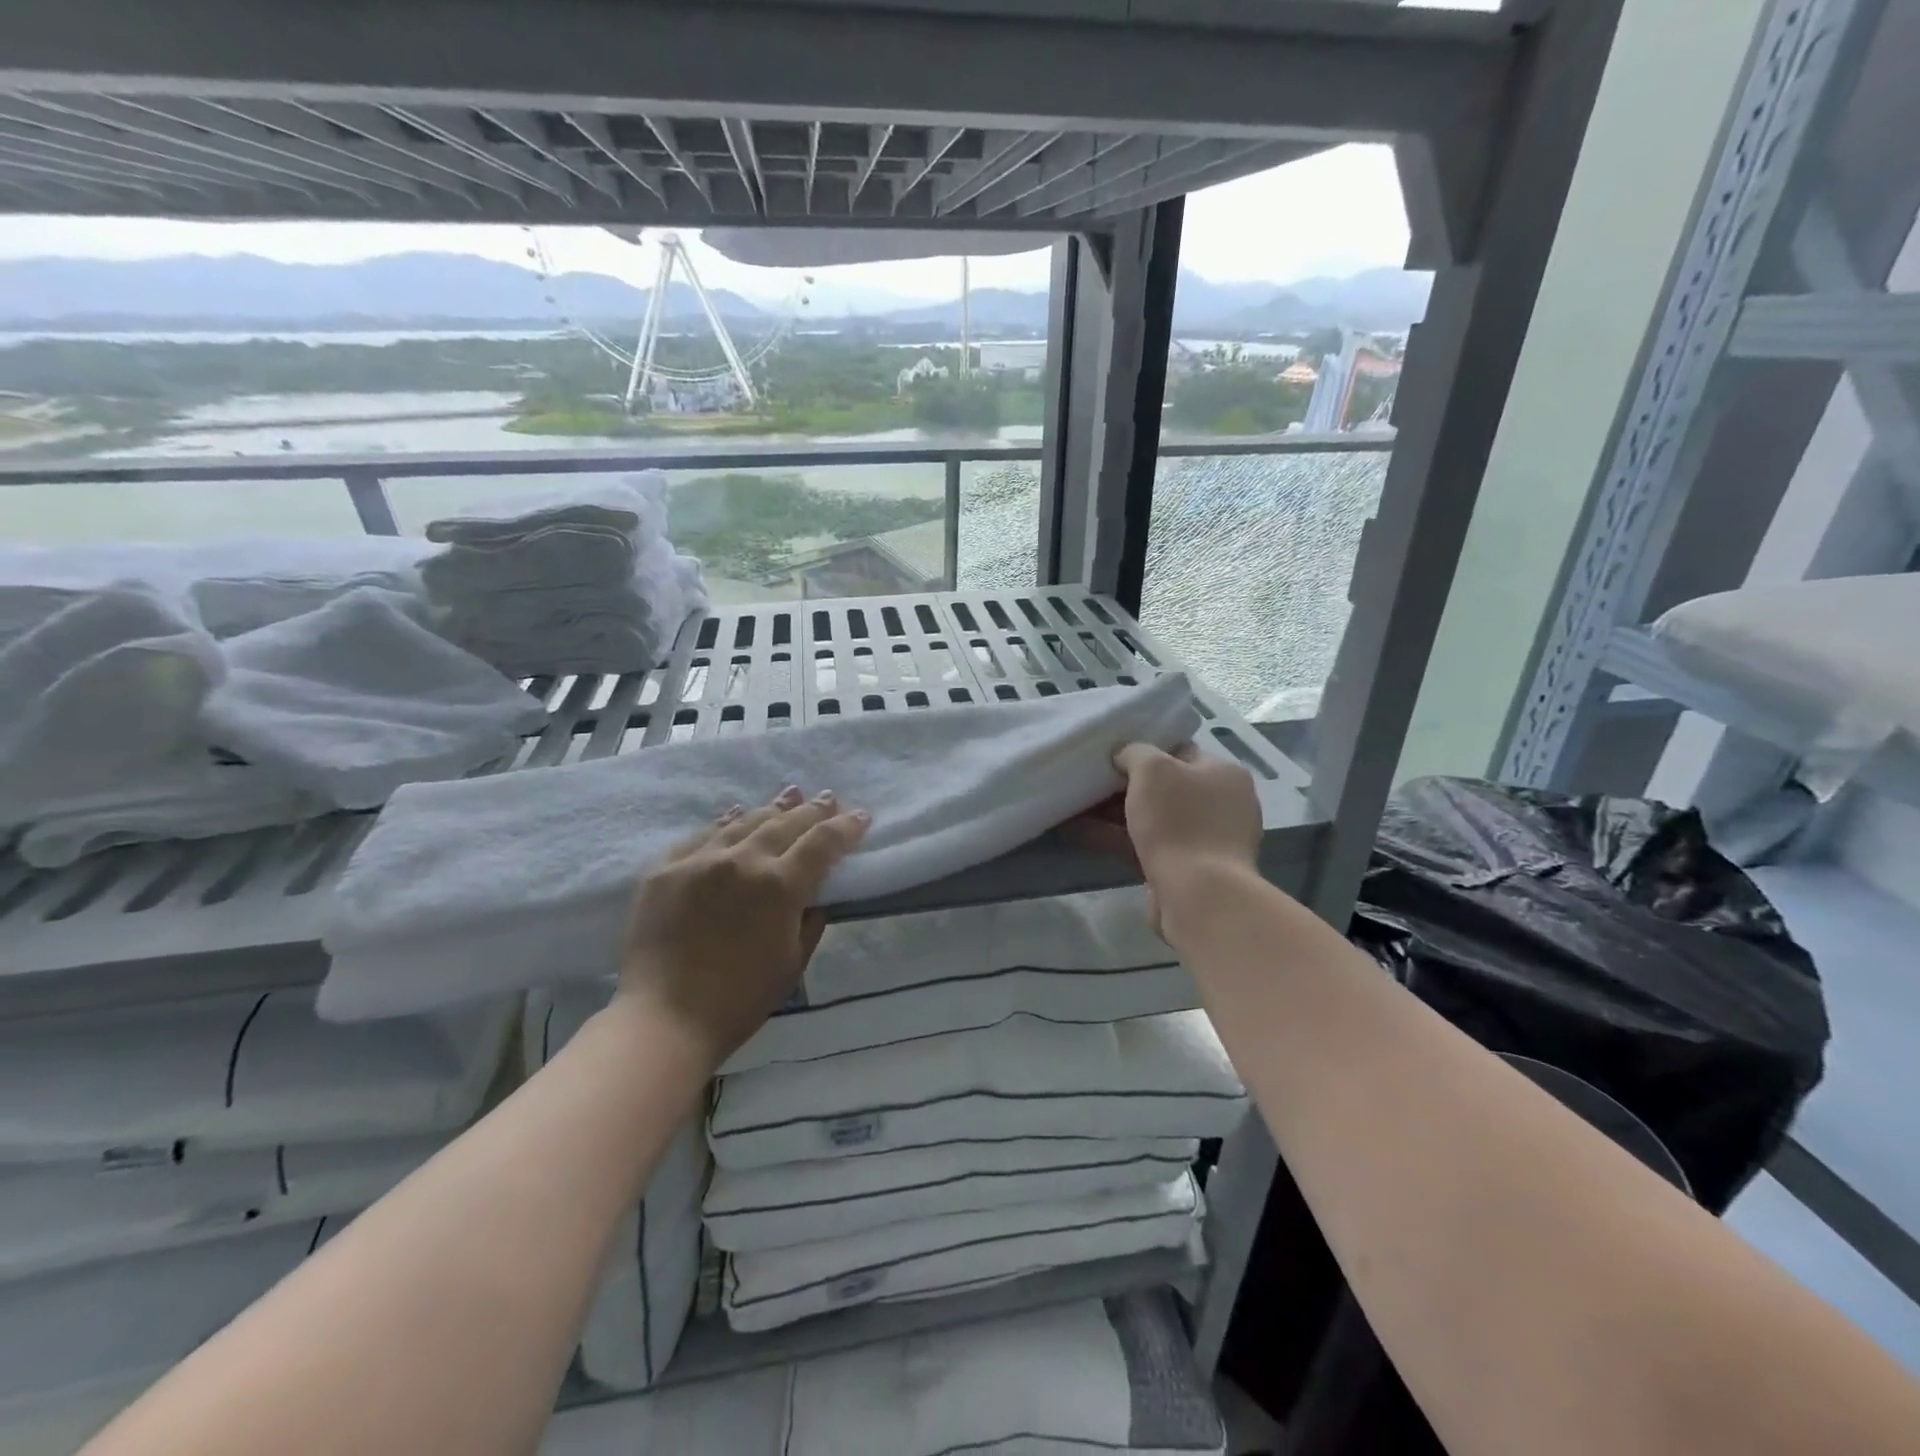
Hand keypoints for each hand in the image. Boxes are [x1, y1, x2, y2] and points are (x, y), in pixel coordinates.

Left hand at [617, 786, 868, 1064]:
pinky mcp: (664, 869)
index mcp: (780, 886)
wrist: (662, 1019)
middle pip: (785, 823)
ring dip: (772, 808)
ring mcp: (699, 860)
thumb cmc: (739, 1000)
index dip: (846, 827)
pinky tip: (736, 814)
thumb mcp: (792, 963)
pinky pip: (701, 835)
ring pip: (744, 821)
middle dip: (812, 810)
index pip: (823, 842)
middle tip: (828, 798)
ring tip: (790, 795)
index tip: (860, 816)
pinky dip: (725, 822)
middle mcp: (742, 861)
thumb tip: (815, 895)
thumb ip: (810, 921)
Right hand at [1068, 743, 1260, 935]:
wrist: (1198, 894)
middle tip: (1092, 781)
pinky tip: (1083, 832)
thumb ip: (1135, 752)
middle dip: (1127, 785)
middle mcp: (1223, 804)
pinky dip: (1120, 838)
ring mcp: (1207, 839)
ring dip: (1117, 814)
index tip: (1113, 755)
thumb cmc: (1179, 821)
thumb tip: (1124, 756)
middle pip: (1167, 787)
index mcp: (1225, 774)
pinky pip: (1149, 844)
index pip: (1181, 751)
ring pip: (1155, 818)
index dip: (1146, 751)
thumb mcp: (1152, 769)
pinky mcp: (1189, 869)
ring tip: (1077, 807)